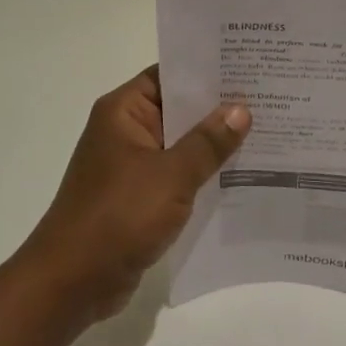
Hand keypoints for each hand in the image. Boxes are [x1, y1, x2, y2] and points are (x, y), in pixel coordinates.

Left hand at [20, 68, 249, 321]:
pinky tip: (242, 176)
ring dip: (214, 145)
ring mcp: (131, 166)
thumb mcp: (171, 175)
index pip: (168, 75)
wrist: (73, 281)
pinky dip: (202, 175)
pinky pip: (176, 176)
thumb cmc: (118, 216)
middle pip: (178, 109)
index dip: (207, 70)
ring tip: (268, 133)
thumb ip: (208, 142)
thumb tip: (241, 109)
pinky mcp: (138, 198)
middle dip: (219, 108)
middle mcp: (125, 132)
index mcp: (123, 112)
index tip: (250, 65)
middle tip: (271, 98)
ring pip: (180, 145)